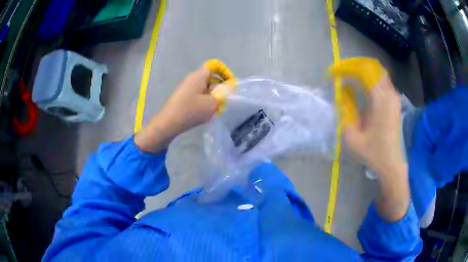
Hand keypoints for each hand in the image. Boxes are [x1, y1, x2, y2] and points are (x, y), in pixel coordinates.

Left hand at [134, 65, 216, 152]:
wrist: (169, 123)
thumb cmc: (191, 110)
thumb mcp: (212, 103)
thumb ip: (222, 96)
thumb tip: (224, 92)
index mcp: (199, 75)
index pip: (214, 65)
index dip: (224, 72)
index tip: (229, 84)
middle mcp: (192, 78)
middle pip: (211, 77)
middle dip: (220, 88)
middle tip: (224, 101)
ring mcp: (187, 88)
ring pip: (205, 88)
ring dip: (213, 97)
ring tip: (215, 109)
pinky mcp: (183, 97)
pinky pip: (198, 95)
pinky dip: (205, 102)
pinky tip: (206, 113)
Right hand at [344, 74, 403, 177]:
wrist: (391, 164)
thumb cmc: (373, 152)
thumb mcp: (351, 136)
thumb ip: (344, 110)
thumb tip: (341, 93)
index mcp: (379, 100)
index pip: (362, 71)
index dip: (345, 69)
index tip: (332, 74)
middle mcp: (389, 93)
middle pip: (371, 67)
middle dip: (353, 66)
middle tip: (340, 72)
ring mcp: (393, 96)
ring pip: (377, 72)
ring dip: (362, 71)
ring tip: (348, 76)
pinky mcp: (394, 101)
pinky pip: (381, 80)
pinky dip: (370, 78)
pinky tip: (361, 86)